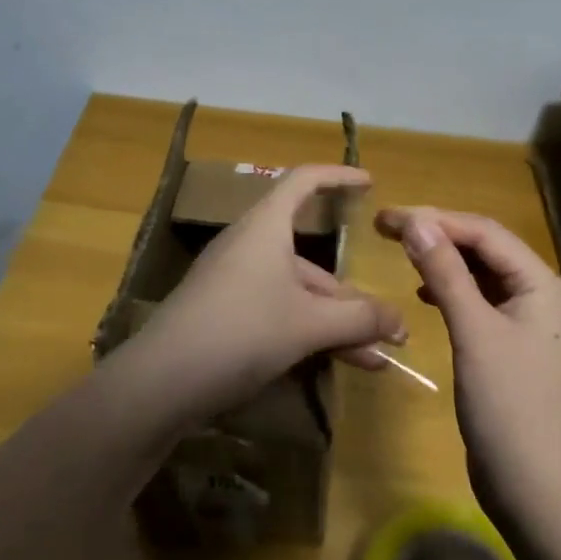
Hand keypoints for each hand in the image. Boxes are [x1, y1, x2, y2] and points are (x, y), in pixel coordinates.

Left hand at [141, 165, 404, 418]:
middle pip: (311, 257)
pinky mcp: (225, 316)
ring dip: (336, 323)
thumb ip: (360, 319)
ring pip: (298, 293)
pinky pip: (279, 313)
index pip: (304, 181)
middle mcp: (250, 247)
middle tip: (388, 326)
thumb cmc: (241, 331)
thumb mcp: (309, 324)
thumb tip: (400, 322)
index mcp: (266, 227)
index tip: (370, 183)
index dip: (338, 177)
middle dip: (352, 294)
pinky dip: (310, 334)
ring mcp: (235, 283)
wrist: (160, 383)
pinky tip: (336, 366)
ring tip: (374, 360)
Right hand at [376, 206, 560, 519]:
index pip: (485, 232)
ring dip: (442, 259)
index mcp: (540, 284)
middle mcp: (538, 294)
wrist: (536, 490)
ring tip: (401, 251)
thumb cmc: (509, 406)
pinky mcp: (509, 345)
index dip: (436, 218)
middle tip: (386, 227)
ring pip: (480, 273)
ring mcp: (525, 321)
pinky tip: (424, 292)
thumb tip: (416, 221)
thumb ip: (446, 273)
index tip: (388, 216)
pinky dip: (450, 289)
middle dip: (437, 233)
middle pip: (484, 247)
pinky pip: (478, 300)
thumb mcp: (474, 333)